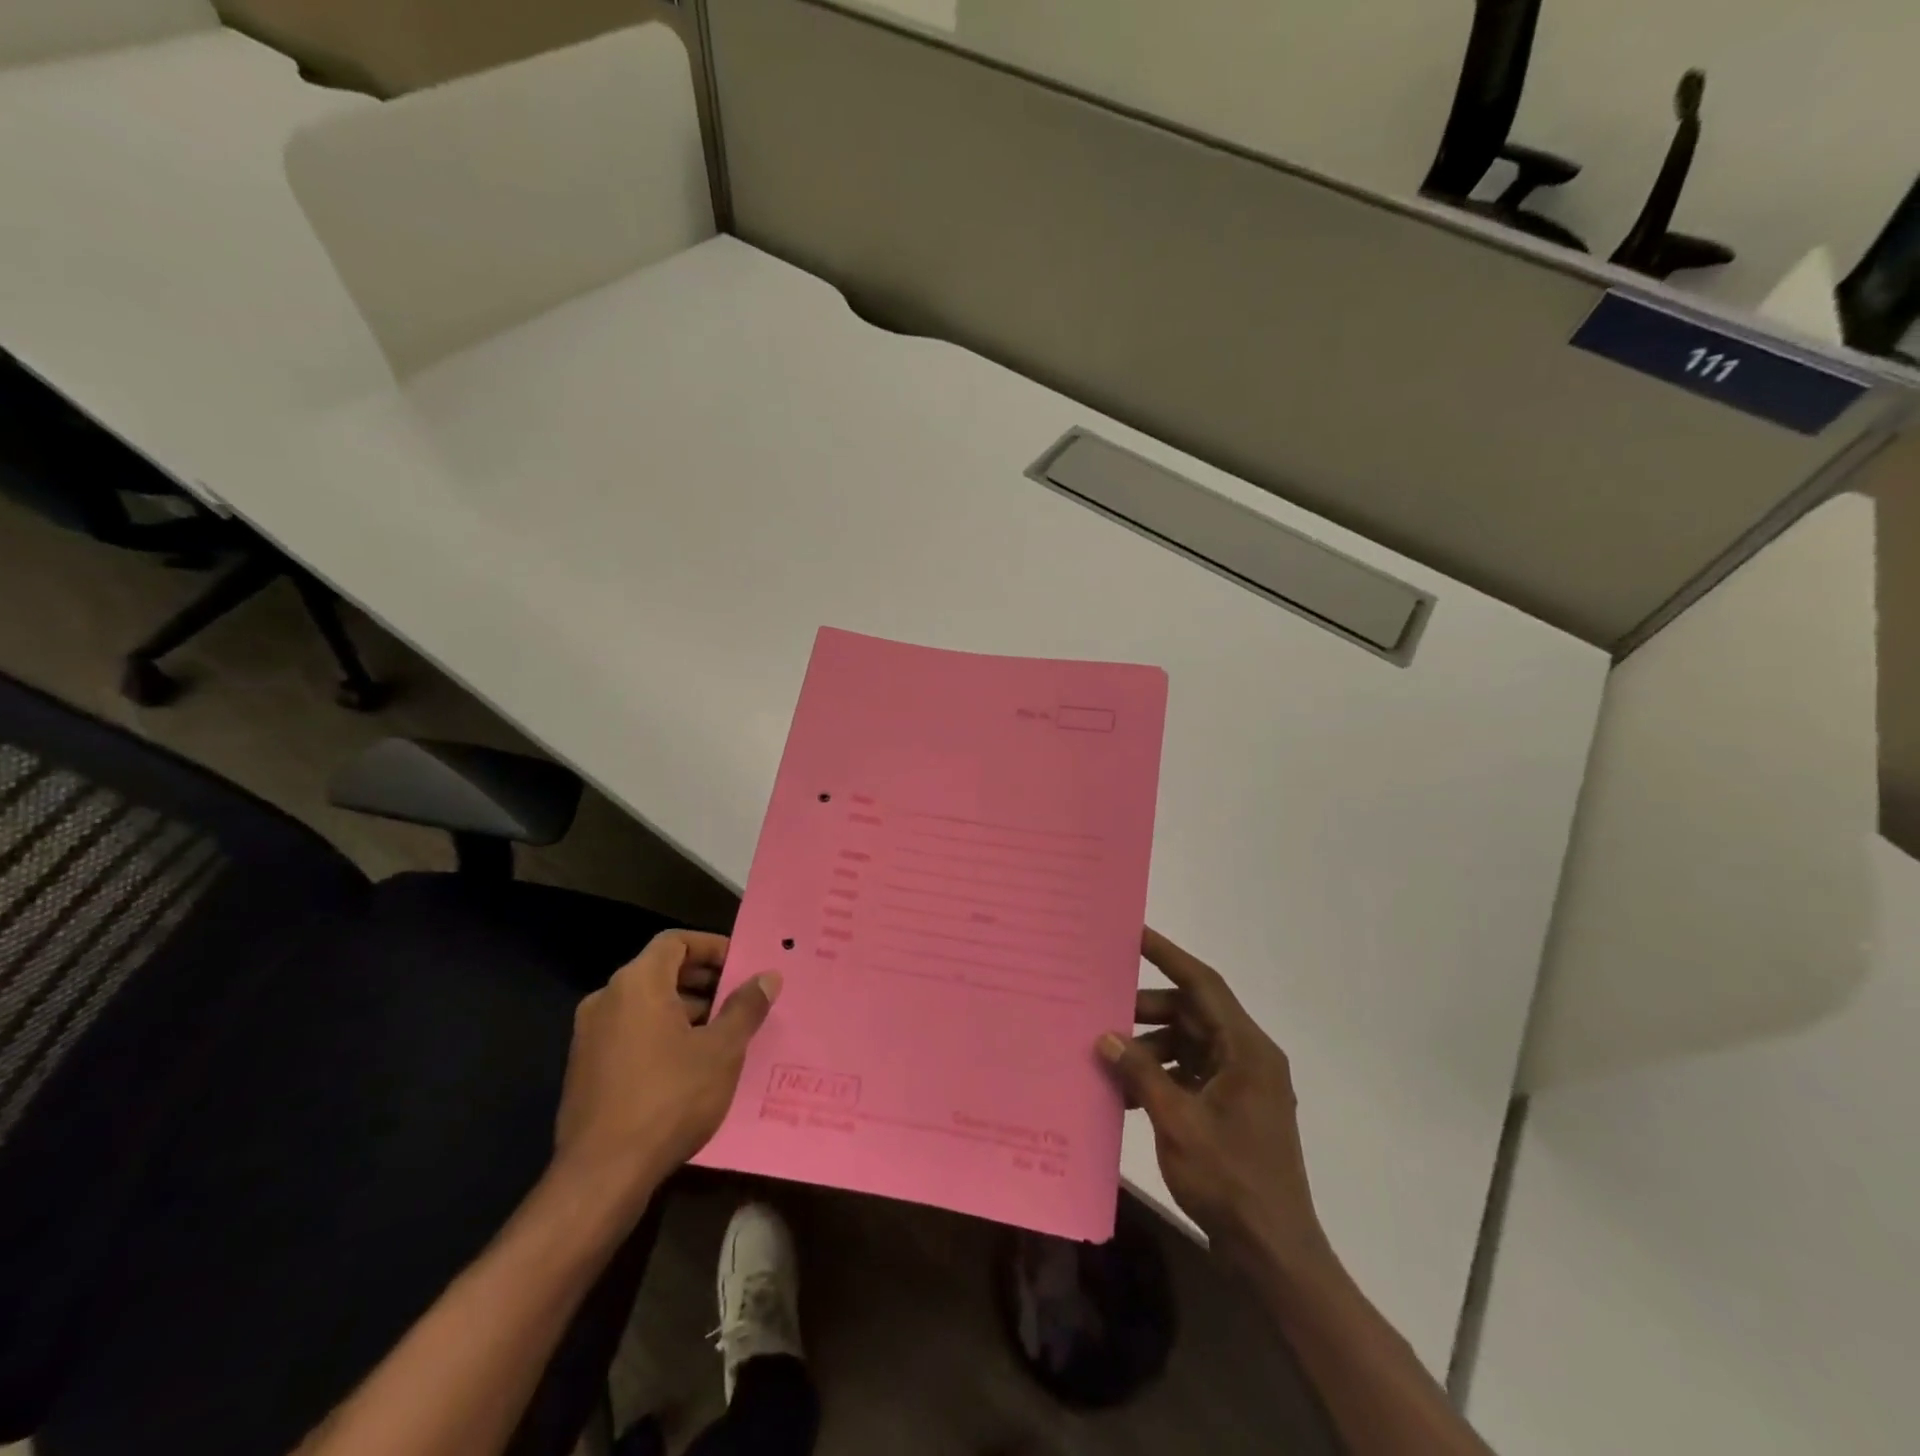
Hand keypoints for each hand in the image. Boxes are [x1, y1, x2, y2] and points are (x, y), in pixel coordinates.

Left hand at [552, 931, 779, 1205]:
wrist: (602, 1175)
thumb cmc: (670, 1099)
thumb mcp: (722, 1050)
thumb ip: (745, 1007)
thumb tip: (768, 977)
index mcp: (637, 984)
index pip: (675, 942)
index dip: (711, 947)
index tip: (741, 965)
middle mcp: (606, 999)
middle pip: (659, 971)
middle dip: (702, 980)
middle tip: (738, 998)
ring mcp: (589, 1036)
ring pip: (644, 1004)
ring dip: (683, 1009)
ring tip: (720, 1033)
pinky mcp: (584, 1069)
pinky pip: (629, 1032)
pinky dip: (660, 1033)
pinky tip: (688, 1064)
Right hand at [1097, 928, 1331, 1275]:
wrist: (1274, 1253)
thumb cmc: (1230, 1180)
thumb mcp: (1177, 1121)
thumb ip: (1140, 1072)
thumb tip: (1106, 1036)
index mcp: (1247, 1049)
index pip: (1204, 984)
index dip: (1168, 955)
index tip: (1134, 933)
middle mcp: (1248, 1057)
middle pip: (1193, 1014)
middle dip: (1146, 1010)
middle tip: (1102, 1008)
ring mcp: (1242, 1084)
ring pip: (1188, 1044)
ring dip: (1150, 1047)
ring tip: (1108, 1057)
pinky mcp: (1233, 1108)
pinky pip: (1191, 1073)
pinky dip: (1161, 1075)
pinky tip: (1126, 1093)